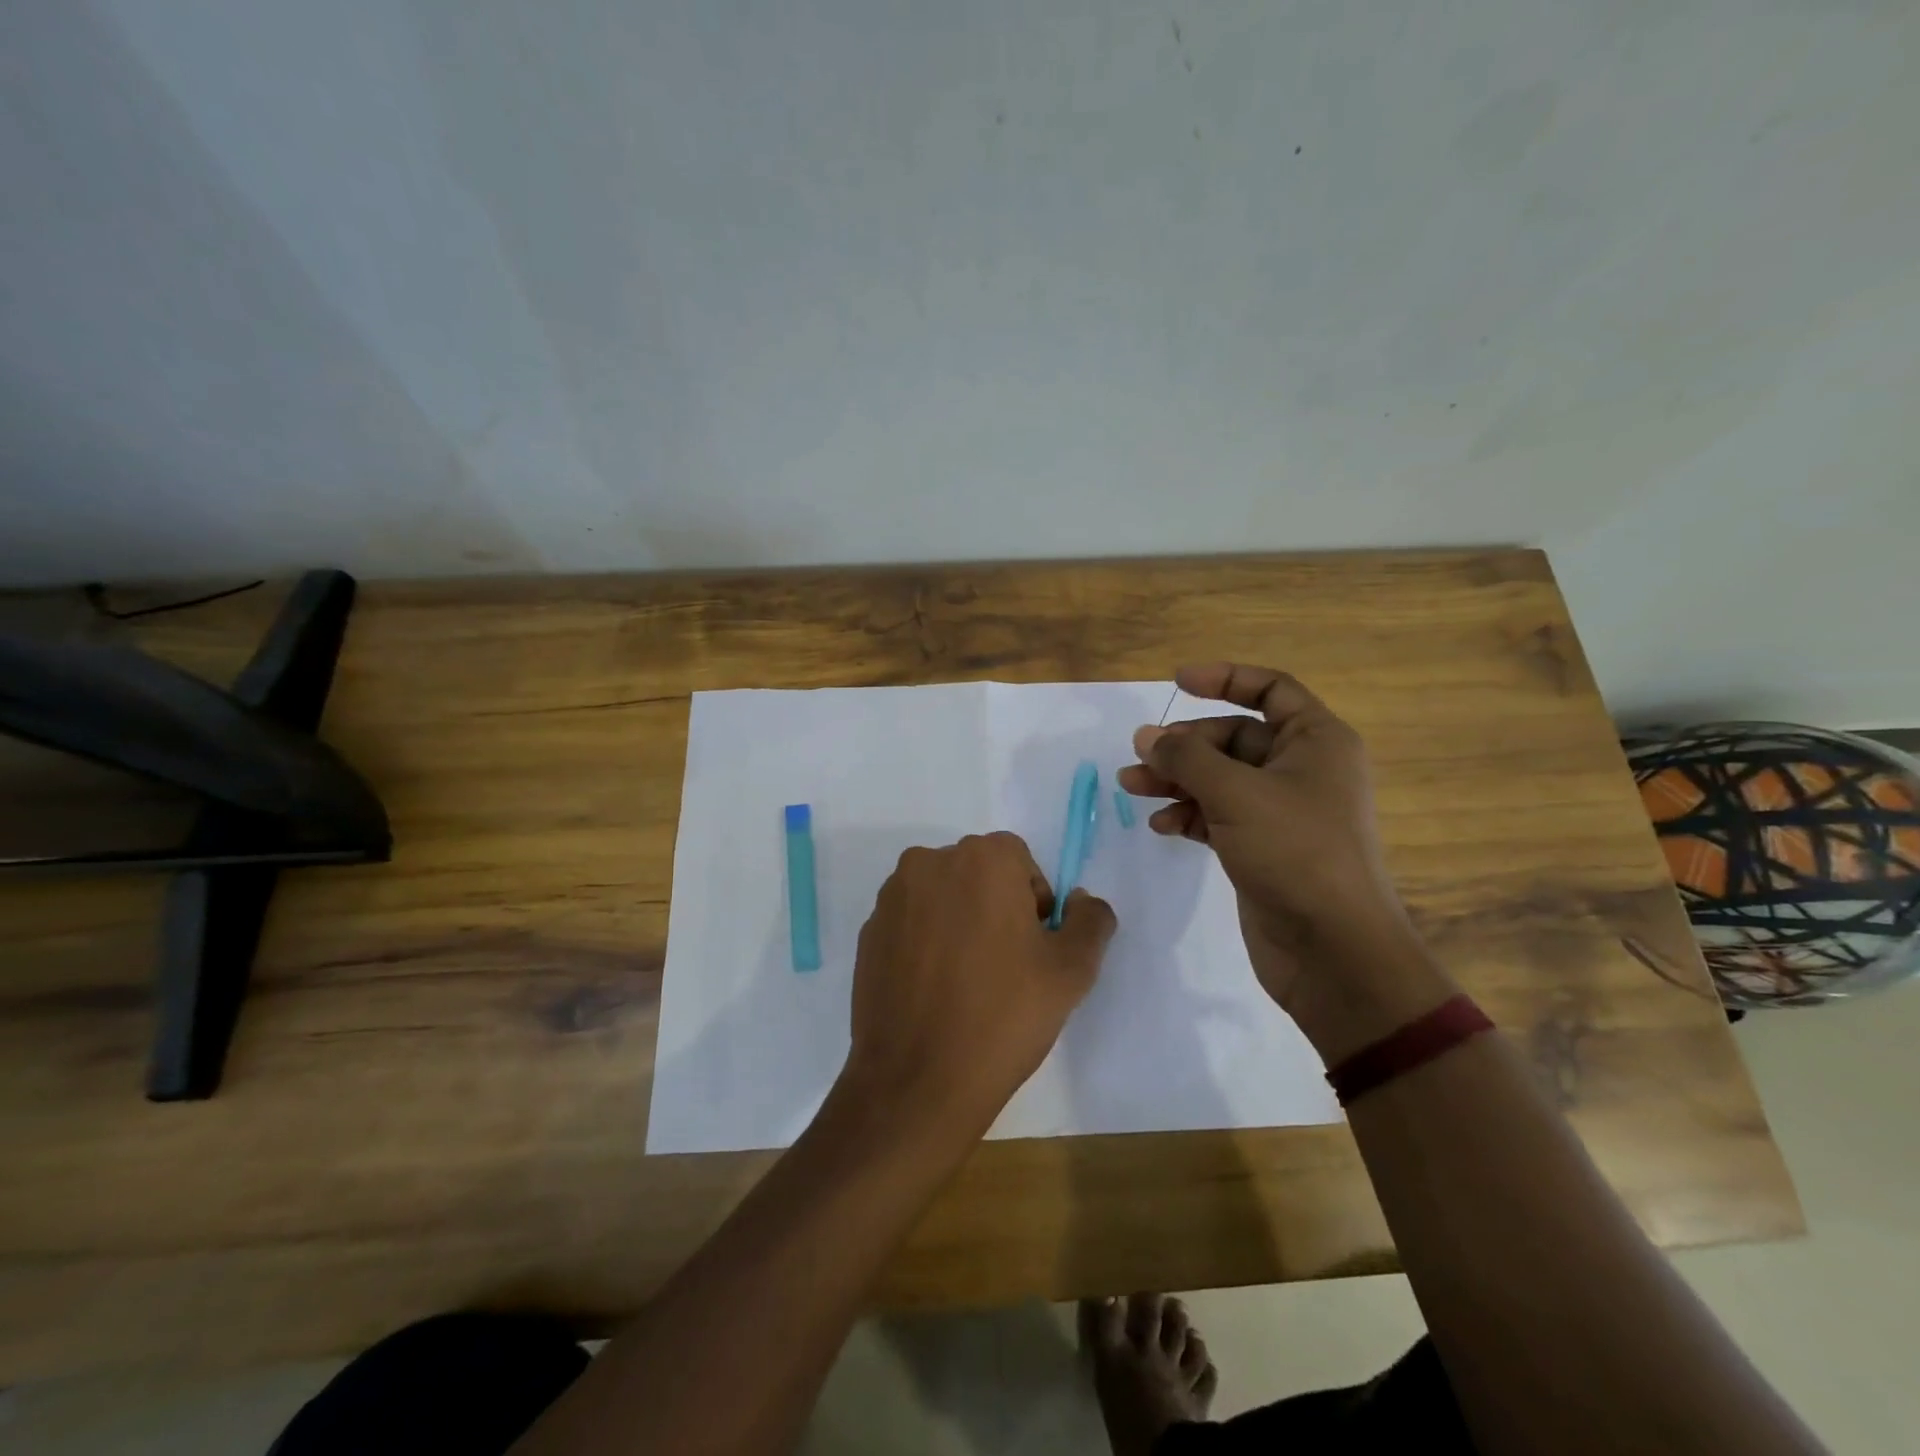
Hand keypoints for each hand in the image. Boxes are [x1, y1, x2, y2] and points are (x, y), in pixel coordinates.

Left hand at [838, 832, 1116, 1144]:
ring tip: (968, 981)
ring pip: (942, 896)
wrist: (917, 1081)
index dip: (1034, 902)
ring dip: (959, 922)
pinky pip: (910, 923)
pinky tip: (934, 991)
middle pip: (978, 873)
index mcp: (982, 859)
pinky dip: (926, 943)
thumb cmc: (1003, 1016)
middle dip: (997, 907)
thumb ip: (1090, 921)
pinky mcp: (868, 932)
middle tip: (1006, 967)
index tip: (1033, 948)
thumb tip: (1080, 900)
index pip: (1019, 860)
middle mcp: (930, 863)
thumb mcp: (1072, 971)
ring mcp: (892, 898)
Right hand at [1119, 663, 1454, 1060]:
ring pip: (1219, 778)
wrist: (1333, 949)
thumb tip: (1147, 735)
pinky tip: (1162, 826)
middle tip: (1140, 756)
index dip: (1225, 678)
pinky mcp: (1261, 847)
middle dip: (1185, 744)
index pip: (1270, 689)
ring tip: (1132, 787)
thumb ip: (1187, 758)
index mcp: (1315, 741)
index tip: (1177, 683)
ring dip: (1176, 780)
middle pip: (1234, 737)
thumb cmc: (1295, 852)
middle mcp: (1301, 769)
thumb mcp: (1236, 793)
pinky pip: (1217, 815)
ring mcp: (1280, 811)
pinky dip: (1189, 814)